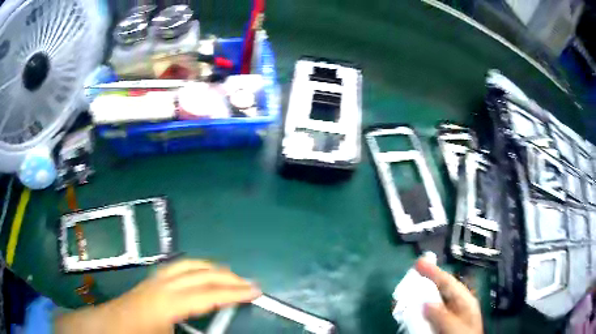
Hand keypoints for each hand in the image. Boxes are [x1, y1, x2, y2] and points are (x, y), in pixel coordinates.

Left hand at [55, 260, 261, 333]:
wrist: (109, 326)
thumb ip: (197, 333)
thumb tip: (218, 330)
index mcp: (168, 304)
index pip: (208, 295)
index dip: (234, 293)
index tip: (256, 291)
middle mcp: (163, 285)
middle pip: (201, 274)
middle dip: (227, 277)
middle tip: (249, 283)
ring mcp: (156, 279)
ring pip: (189, 264)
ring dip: (212, 268)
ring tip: (230, 275)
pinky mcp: (152, 279)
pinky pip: (179, 266)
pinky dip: (197, 266)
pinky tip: (202, 274)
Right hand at [415, 259, 482, 333]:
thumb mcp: (457, 327)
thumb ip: (443, 316)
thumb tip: (426, 303)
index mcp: (464, 301)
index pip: (448, 282)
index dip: (434, 271)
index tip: (418, 263)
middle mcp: (455, 305)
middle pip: (439, 290)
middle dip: (424, 283)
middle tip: (409, 277)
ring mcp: (447, 315)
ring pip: (431, 302)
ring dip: (418, 298)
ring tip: (404, 295)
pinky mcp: (439, 324)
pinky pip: (427, 315)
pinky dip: (418, 312)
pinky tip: (409, 312)